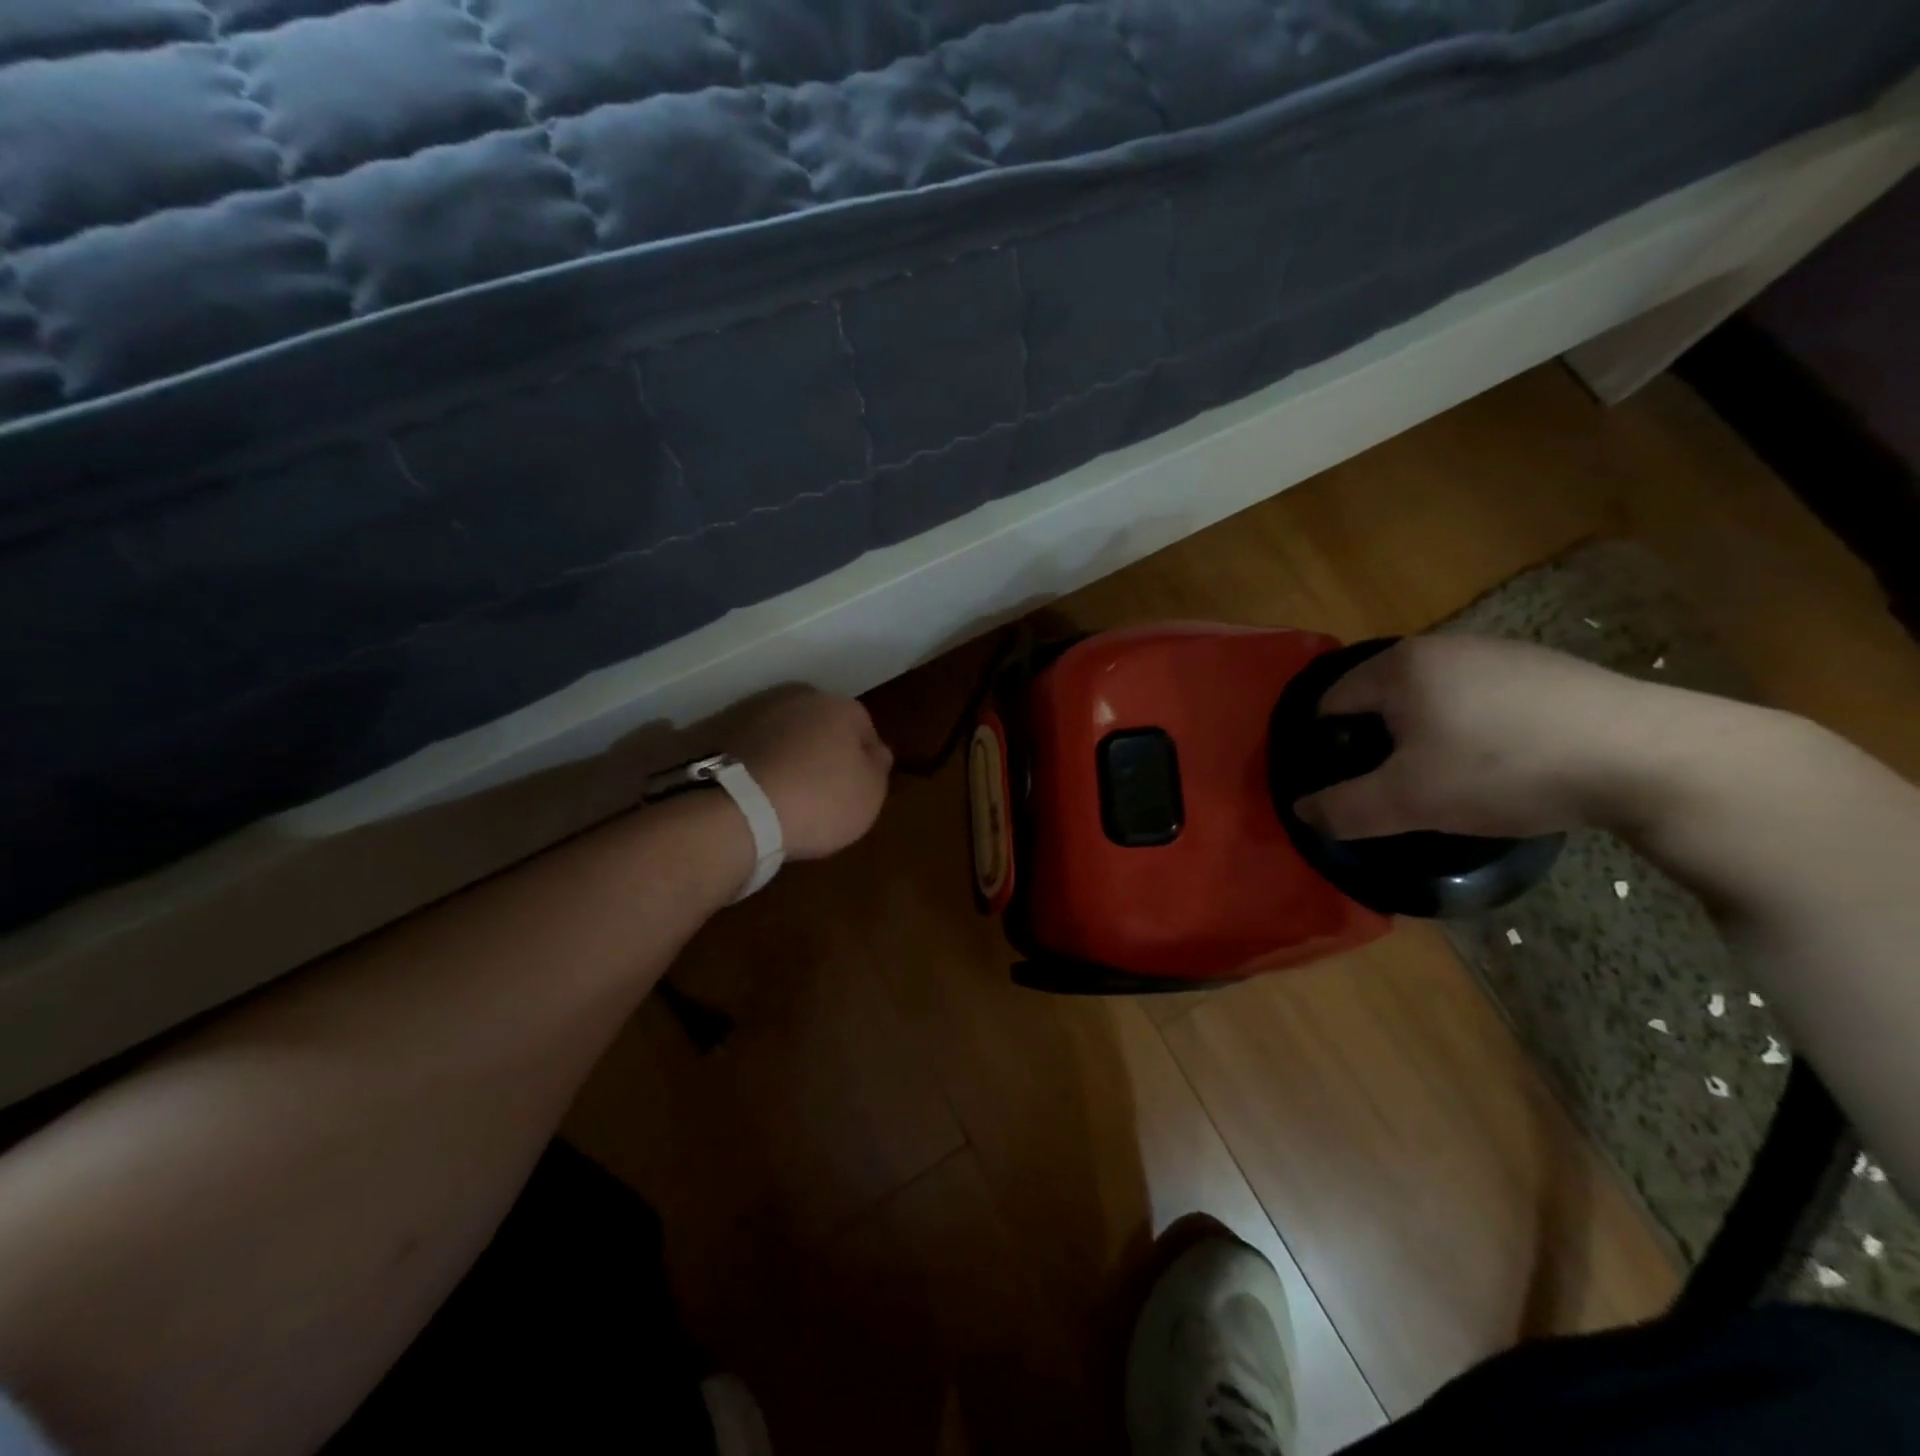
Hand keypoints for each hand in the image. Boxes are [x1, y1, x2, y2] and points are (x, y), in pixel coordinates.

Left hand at [726, 688, 892, 859]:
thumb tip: (875, 751)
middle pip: (821, 726)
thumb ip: (878, 766)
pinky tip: (758, 793)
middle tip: (822, 791)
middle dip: (823, 751)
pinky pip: (753, 750)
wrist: (739, 809)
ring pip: (785, 734)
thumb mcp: (870, 793)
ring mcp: (755, 712)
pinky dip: (758, 765)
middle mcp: (799, 698)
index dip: (864, 759)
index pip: (864, 728)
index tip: (857, 788)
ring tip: (786, 795)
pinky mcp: (720, 733)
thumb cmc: (819, 800)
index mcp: (840, 707)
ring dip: (789, 756)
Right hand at [1294, 635, 1661, 839]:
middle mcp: (1441, 646)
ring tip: (1445, 776)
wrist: (1652, 756)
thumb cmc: (1504, 770)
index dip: (1323, 744)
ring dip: (1423, 733)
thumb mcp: (1411, 801)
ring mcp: (1497, 651)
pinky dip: (1470, 726)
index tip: (1340, 782)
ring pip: (1431, 696)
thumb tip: (1302, 811)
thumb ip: (1345, 808)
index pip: (1330, 701)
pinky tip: (1501, 761)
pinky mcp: (1545, 668)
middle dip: (1375, 740)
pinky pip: (1479, 697)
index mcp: (1399, 667)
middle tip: (1392, 785)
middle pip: (1380, 696)